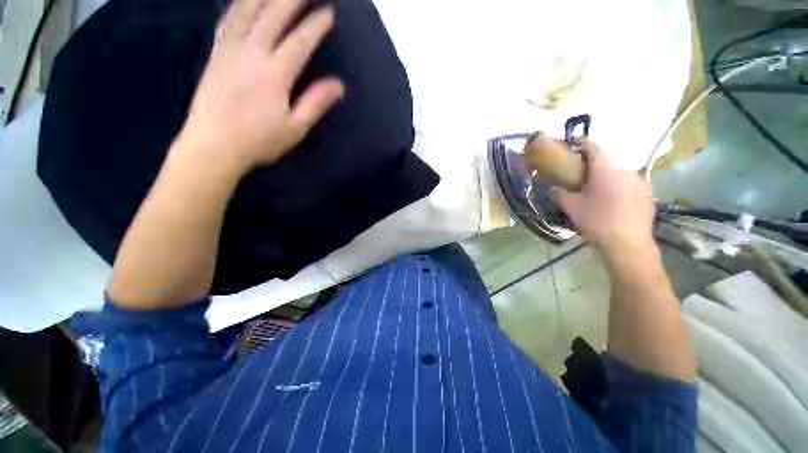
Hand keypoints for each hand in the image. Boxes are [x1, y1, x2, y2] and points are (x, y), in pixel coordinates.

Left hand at [175, 0, 344, 173]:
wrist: (212, 145)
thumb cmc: (259, 141)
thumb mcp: (295, 128)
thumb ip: (315, 103)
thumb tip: (338, 85)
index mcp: (274, 74)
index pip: (299, 41)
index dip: (315, 25)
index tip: (328, 13)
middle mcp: (251, 53)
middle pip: (273, 14)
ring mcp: (229, 49)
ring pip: (248, 9)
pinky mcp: (216, 52)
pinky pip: (228, 18)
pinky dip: (239, 4)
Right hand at [554, 139, 655, 258]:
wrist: (627, 244)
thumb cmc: (596, 222)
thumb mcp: (571, 208)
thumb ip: (560, 193)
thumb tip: (553, 185)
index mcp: (605, 171)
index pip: (594, 148)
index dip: (583, 142)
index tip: (574, 143)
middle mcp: (625, 171)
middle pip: (607, 162)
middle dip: (593, 167)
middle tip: (583, 179)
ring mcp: (640, 182)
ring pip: (619, 174)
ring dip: (607, 179)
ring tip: (599, 194)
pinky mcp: (648, 194)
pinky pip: (629, 185)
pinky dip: (619, 188)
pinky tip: (614, 203)